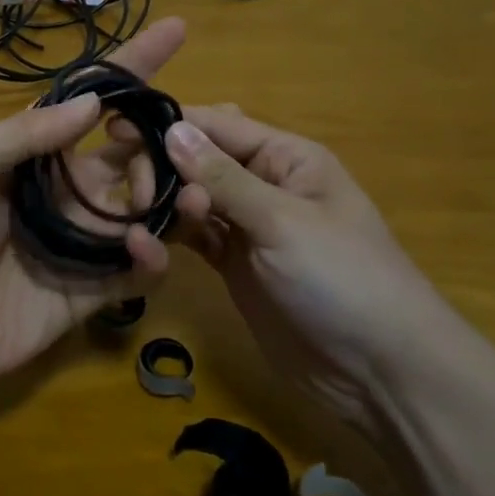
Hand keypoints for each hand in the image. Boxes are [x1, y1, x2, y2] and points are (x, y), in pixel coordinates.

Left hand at [0, 19, 186, 392]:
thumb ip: (21, 134)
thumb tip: (92, 103)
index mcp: (38, 151)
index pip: (93, 99)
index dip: (132, 65)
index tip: (176, 30)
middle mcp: (70, 186)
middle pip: (135, 148)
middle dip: (164, 136)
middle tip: (176, 141)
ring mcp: (87, 236)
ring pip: (149, 202)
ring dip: (172, 190)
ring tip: (179, 190)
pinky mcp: (97, 286)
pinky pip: (142, 264)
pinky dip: (155, 253)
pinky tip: (142, 247)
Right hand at [160, 106, 455, 423]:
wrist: (379, 372)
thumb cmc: (341, 278)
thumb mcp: (281, 221)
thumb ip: (222, 177)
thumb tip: (172, 129)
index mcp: (286, 157)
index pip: (217, 125)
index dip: (169, 124)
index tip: (115, 127)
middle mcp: (263, 183)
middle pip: (199, 158)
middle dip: (163, 165)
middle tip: (133, 192)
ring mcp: (247, 227)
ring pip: (192, 197)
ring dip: (163, 201)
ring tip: (136, 218)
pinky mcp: (234, 265)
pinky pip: (194, 237)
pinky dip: (170, 236)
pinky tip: (145, 244)